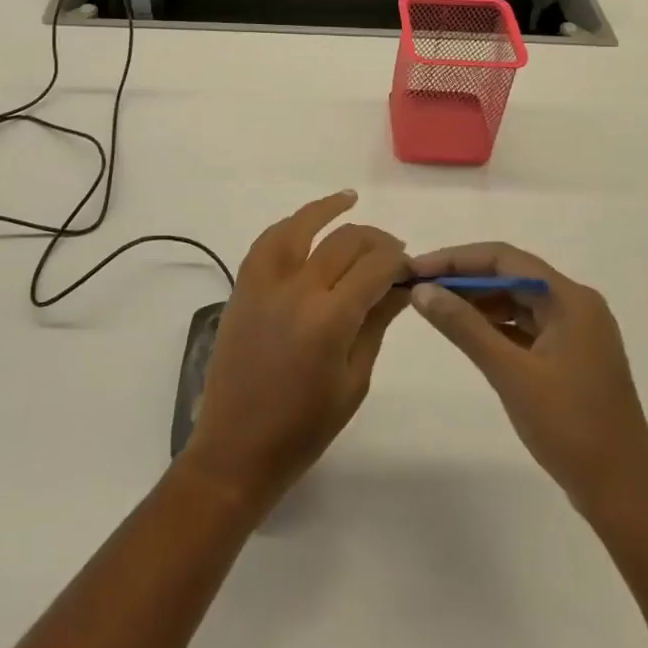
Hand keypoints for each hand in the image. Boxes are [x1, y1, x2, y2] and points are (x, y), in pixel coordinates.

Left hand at [180, 191, 408, 511]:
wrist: (237, 447)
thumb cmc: (304, 428)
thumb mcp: (354, 380)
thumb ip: (376, 323)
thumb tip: (402, 285)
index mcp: (330, 319)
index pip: (374, 267)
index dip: (397, 260)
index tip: (410, 265)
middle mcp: (296, 290)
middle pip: (343, 242)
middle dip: (374, 239)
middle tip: (392, 249)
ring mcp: (263, 284)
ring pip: (298, 227)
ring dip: (326, 210)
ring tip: (349, 200)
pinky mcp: (242, 288)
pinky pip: (267, 243)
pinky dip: (289, 227)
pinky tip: (304, 225)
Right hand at [408, 243, 647, 526]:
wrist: (624, 494)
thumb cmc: (569, 427)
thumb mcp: (509, 373)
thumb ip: (464, 326)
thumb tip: (421, 290)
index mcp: (570, 299)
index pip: (504, 259)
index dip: (456, 260)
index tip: (416, 269)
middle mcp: (577, 306)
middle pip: (512, 276)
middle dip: (464, 280)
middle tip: (420, 289)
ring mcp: (577, 333)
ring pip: (518, 301)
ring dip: (478, 303)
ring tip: (436, 310)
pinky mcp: (573, 357)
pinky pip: (527, 327)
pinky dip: (496, 326)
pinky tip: (468, 335)